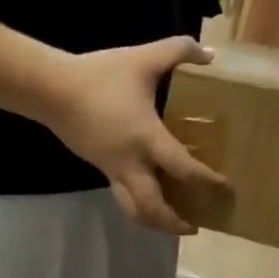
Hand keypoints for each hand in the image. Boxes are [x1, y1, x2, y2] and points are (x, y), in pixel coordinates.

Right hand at [44, 37, 229, 234]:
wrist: (53, 91)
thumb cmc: (100, 76)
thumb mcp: (143, 57)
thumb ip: (180, 50)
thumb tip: (210, 55)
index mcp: (146, 139)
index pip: (183, 169)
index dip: (206, 180)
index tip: (225, 188)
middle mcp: (130, 164)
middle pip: (152, 208)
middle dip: (174, 223)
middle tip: (194, 227)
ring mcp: (112, 170)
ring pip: (134, 210)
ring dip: (154, 222)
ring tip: (172, 223)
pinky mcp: (101, 168)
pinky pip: (123, 196)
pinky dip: (140, 205)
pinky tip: (151, 196)